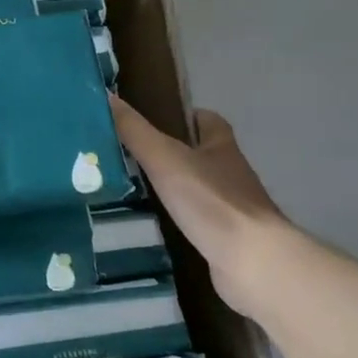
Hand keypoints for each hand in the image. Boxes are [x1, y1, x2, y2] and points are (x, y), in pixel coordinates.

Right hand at [110, 98, 291, 315]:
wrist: (252, 262)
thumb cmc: (211, 201)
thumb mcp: (164, 158)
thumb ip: (134, 130)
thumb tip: (105, 96)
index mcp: (221, 148)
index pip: (207, 121)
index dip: (184, 117)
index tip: (152, 120)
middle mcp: (230, 174)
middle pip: (200, 155)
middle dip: (169, 153)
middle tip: (127, 155)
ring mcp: (230, 208)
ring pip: (195, 189)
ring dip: (169, 188)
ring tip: (128, 188)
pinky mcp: (224, 238)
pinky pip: (195, 220)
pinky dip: (175, 219)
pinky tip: (149, 224)